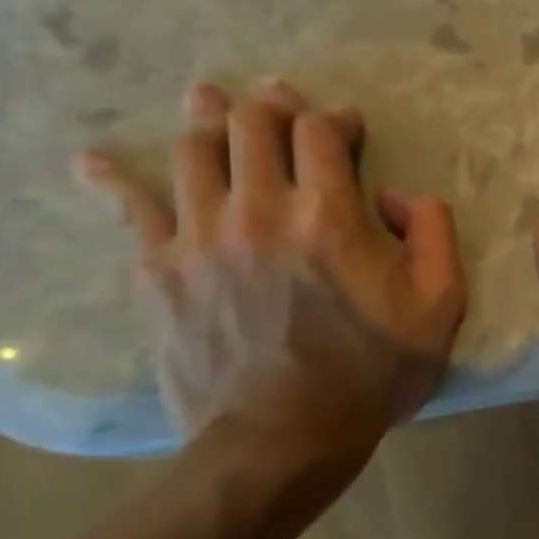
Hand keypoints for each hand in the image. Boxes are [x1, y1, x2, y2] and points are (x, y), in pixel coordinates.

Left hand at [75, 79, 466, 450]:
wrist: (284, 438)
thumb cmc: (374, 371)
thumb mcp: (442, 305)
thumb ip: (435, 232)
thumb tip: (396, 196)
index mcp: (330, 218)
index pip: (320, 133)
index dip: (336, 119)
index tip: (348, 127)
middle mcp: (259, 210)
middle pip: (252, 125)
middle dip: (272, 104)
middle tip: (281, 101)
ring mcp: (200, 237)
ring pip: (192, 151)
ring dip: (207, 119)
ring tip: (211, 103)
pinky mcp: (159, 269)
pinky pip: (129, 208)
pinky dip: (112, 178)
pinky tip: (96, 161)